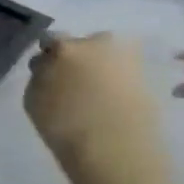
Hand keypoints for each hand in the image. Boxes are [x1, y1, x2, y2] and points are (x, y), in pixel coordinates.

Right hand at [24, 33, 168, 177]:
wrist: (111, 143)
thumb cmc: (61, 120)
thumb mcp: (34, 96)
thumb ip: (41, 74)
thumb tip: (48, 67)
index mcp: (65, 47)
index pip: (51, 39)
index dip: (48, 54)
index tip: (45, 69)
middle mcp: (99, 44)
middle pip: (87, 42)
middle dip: (80, 55)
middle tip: (72, 78)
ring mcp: (129, 58)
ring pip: (110, 56)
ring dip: (101, 66)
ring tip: (93, 89)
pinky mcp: (150, 76)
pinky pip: (127, 72)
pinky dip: (118, 80)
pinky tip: (109, 99)